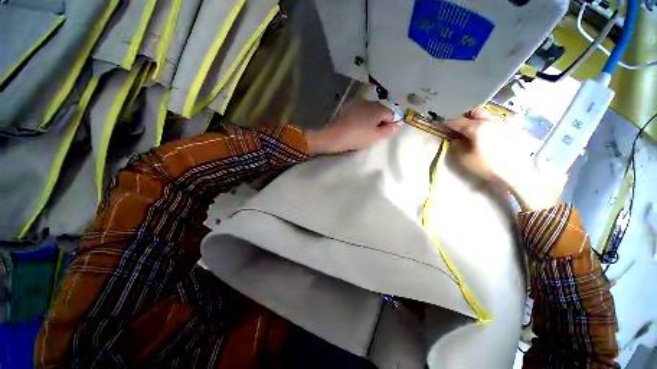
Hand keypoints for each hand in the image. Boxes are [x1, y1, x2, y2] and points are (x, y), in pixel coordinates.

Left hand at [305, 98, 399, 154]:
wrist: (335, 135)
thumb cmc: (358, 137)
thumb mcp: (376, 137)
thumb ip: (389, 131)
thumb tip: (398, 126)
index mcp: (379, 108)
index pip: (391, 115)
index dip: (389, 125)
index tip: (383, 134)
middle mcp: (370, 101)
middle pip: (380, 111)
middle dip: (379, 121)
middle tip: (373, 133)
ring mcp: (357, 102)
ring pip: (369, 110)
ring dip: (370, 118)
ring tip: (363, 130)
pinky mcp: (348, 106)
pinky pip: (359, 111)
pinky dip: (361, 116)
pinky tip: (355, 125)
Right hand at [448, 107, 529, 185]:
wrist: (515, 172)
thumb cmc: (487, 166)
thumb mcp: (464, 158)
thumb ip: (456, 145)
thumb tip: (455, 138)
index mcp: (477, 128)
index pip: (458, 121)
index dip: (449, 125)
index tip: (444, 129)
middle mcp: (490, 121)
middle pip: (474, 111)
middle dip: (464, 117)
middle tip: (460, 127)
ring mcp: (502, 123)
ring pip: (486, 114)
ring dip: (476, 119)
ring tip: (472, 131)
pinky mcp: (510, 128)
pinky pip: (494, 120)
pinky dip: (486, 123)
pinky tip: (485, 135)